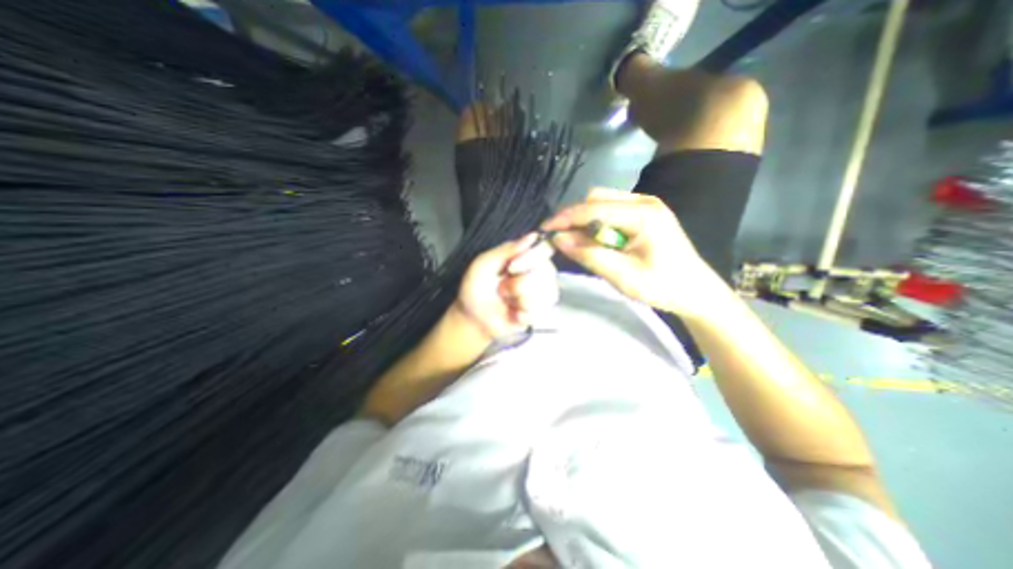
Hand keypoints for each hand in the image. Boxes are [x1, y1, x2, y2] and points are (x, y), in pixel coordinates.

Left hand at [453, 231, 557, 338]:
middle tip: (502, 289)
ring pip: (546, 293)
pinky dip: (522, 315)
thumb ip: (507, 250)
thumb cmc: (475, 287)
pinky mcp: (541, 312)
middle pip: (546, 273)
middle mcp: (538, 271)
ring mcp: (542, 292)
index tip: (512, 268)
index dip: (532, 259)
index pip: (544, 249)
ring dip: (519, 300)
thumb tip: (533, 236)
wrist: (473, 318)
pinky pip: (541, 312)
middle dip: (518, 284)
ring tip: (507, 300)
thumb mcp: (484, 264)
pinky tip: (513, 314)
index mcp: (525, 255)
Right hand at [543, 187, 723, 318]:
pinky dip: (596, 221)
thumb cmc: (662, 286)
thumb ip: (589, 254)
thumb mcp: (622, 276)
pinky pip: (611, 208)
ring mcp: (645, 204)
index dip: (565, 218)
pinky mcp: (644, 212)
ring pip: (602, 201)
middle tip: (561, 240)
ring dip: (584, 219)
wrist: (694, 290)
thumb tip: (558, 239)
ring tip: (577, 242)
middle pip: (596, 198)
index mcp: (643, 214)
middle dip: (574, 217)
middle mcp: (644, 201)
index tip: (544, 230)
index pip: (593, 209)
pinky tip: (595, 239)